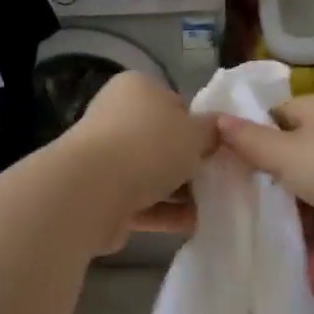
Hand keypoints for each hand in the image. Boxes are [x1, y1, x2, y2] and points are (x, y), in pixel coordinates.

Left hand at [59, 72, 216, 251]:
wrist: (92, 192)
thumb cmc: (150, 146)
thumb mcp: (196, 131)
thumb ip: (213, 130)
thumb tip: (218, 130)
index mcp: (137, 88)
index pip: (177, 104)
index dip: (201, 127)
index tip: (220, 149)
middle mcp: (117, 117)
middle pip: (164, 142)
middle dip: (191, 164)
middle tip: (221, 181)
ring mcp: (106, 157)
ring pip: (153, 174)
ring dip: (181, 193)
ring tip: (214, 208)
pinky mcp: (102, 194)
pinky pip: (142, 202)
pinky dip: (166, 212)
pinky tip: (195, 225)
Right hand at [216, 92, 313, 266]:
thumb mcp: (284, 151)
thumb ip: (248, 140)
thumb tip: (215, 119)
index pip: (279, 114)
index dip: (254, 135)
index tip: (228, 160)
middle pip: (297, 154)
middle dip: (272, 178)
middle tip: (239, 198)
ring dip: (294, 209)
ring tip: (258, 227)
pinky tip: (290, 246)